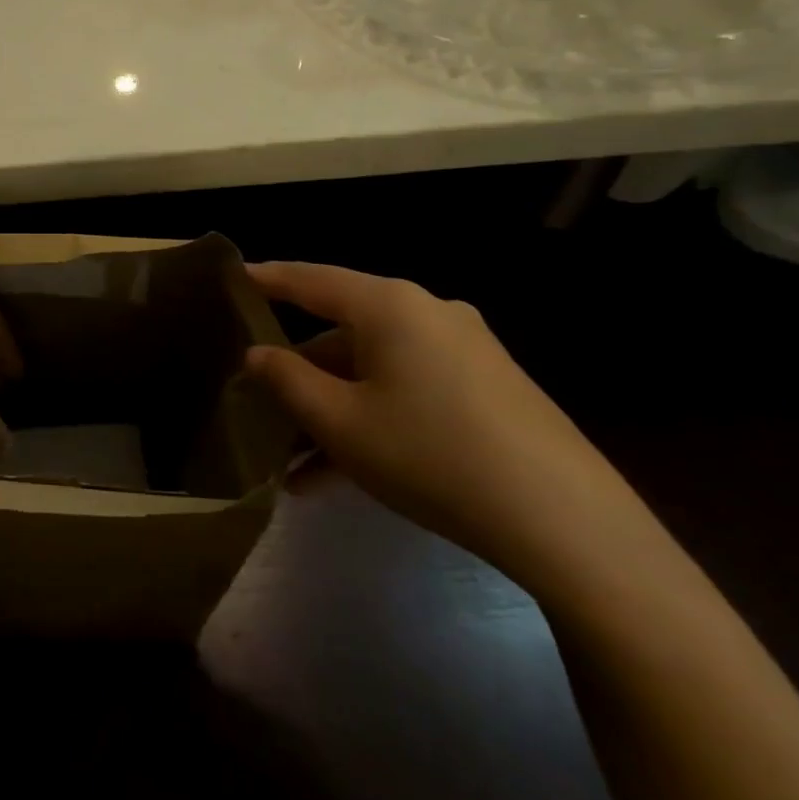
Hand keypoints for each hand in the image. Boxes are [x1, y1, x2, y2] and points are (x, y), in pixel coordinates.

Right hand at [245, 262, 650, 590]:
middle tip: (258, 406)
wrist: (564, 521)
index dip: (267, 280)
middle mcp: (427, 315)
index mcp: (389, 306)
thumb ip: (286, 380)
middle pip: (342, 334)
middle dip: (298, 376)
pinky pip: (408, 393)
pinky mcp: (486, 389)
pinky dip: (371, 422)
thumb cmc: (430, 453)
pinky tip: (340, 479)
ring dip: (331, 412)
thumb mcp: (339, 421)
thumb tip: (257, 354)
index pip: (310, 280)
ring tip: (293, 469)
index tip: (234, 277)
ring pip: (373, 372)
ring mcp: (463, 352)